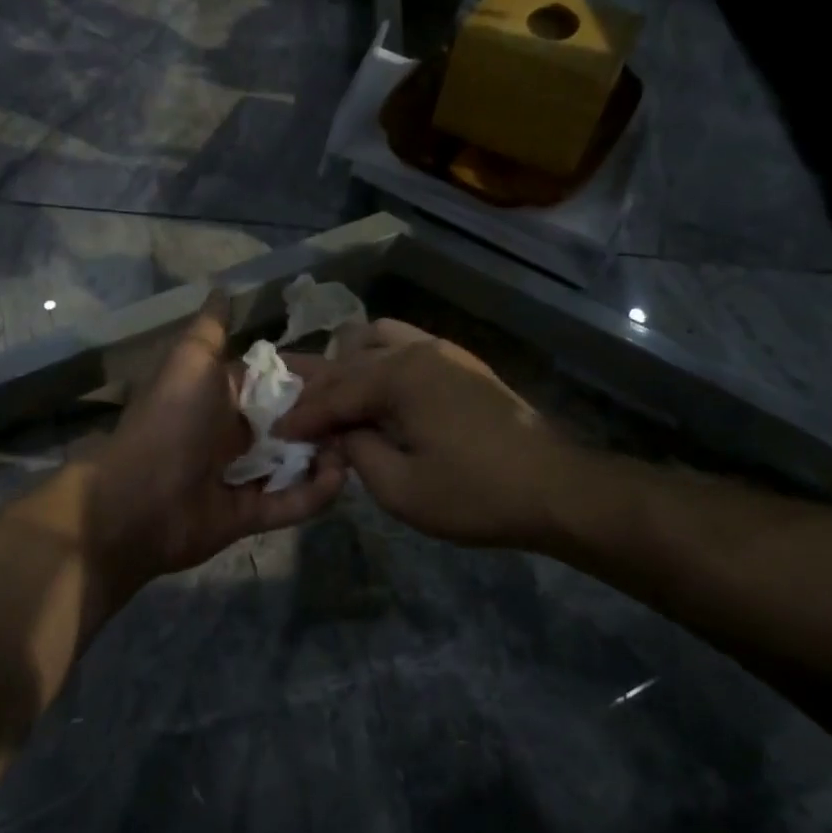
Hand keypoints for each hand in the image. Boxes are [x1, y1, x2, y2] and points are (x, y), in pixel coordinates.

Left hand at [80, 294, 346, 594]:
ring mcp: (241, 477)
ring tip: (356, 444)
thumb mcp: (190, 363)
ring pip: (295, 463)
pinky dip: (315, 492)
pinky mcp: (249, 515)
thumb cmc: (170, 422)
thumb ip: (211, 330)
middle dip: (324, 418)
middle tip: (362, 412)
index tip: (349, 372)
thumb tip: (223, 288)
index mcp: (221, 398)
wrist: (135, 502)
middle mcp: (233, 435)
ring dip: (326, 454)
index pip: (275, 383)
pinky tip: (339, 476)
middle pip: (291, 424)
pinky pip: (290, 502)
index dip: (310, 377)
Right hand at [278, 320, 567, 548]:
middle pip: (351, 359)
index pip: (335, 392)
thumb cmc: (475, 493)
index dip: (302, 415)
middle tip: (296, 415)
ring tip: (336, 398)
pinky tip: (376, 393)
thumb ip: (358, 453)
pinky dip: (379, 362)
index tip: (277, 433)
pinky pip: (405, 346)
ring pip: (377, 339)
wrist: (554, 487)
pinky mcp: (461, 364)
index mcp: (400, 375)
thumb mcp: (401, 488)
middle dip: (319, 388)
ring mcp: (444, 351)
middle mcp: (417, 350)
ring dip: (350, 364)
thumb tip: (340, 433)